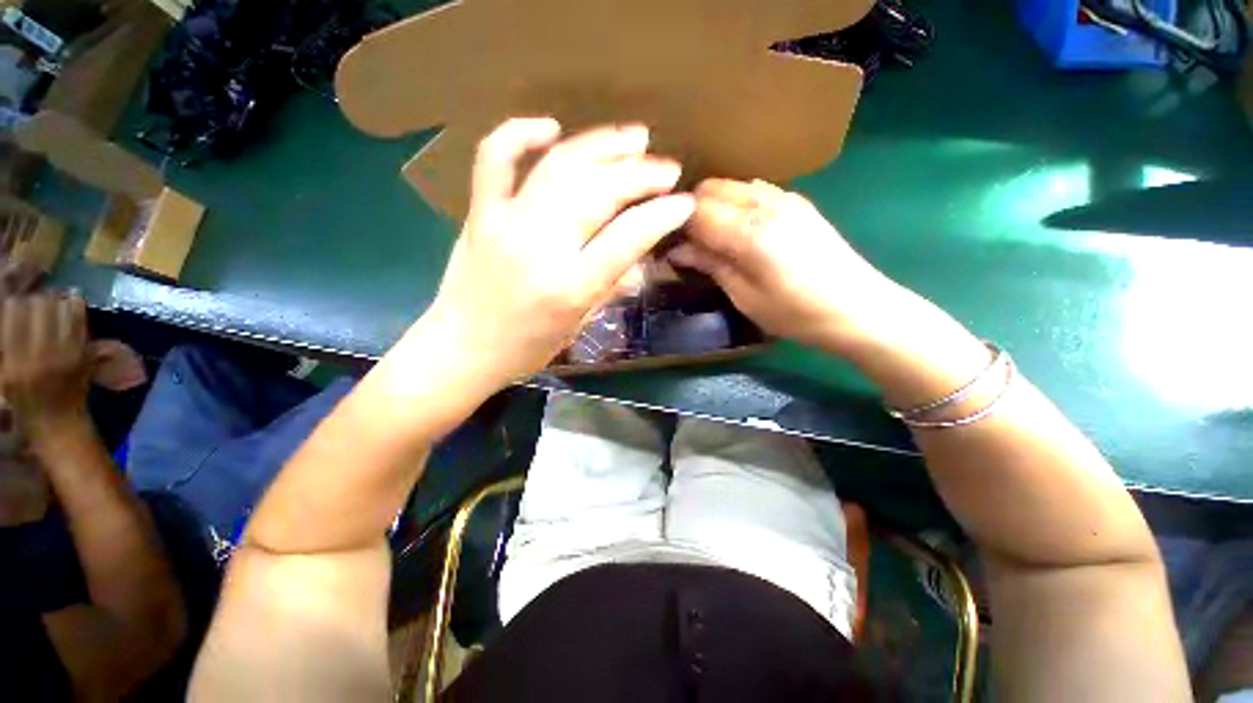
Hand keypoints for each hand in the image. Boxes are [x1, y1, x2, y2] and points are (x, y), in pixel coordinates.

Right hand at [0, 294, 92, 440]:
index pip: (14, 313)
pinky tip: (67, 301)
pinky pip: (80, 319)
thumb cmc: (25, 399)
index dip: (15, 303)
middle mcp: (41, 355)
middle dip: (35, 298)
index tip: (14, 302)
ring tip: (49, 301)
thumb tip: (10, 308)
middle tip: (33, 300)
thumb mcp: (4, 373)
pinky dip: (74, 305)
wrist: (59, 422)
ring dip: (55, 300)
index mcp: (15, 362)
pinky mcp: (85, 353)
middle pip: (39, 306)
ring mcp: (66, 353)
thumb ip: (6, 343)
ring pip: (62, 308)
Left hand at [424, 118, 694, 383]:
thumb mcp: (578, 326)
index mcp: (570, 287)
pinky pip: (495, 157)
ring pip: (560, 166)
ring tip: (634, 138)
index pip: (627, 238)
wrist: (461, 349)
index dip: (662, 215)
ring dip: (603, 146)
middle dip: (641, 174)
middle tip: (666, 169)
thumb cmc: (525, 349)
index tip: (684, 203)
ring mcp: (505, 223)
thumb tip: (642, 260)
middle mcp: (540, 248)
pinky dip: (520, 133)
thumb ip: (611, 288)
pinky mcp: (479, 211)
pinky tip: (551, 127)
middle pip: (599, 193)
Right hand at [669, 178, 916, 356]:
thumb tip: (677, 250)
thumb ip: (711, 265)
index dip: (675, 224)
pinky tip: (738, 230)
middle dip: (691, 210)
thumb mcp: (745, 297)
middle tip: (687, 242)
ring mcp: (784, 198)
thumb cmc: (796, 313)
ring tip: (710, 237)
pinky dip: (735, 203)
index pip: (695, 210)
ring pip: (731, 185)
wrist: (858, 308)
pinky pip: (753, 190)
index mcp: (749, 232)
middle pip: (711, 188)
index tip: (667, 244)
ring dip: (713, 205)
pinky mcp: (797, 202)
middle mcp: (765, 204)